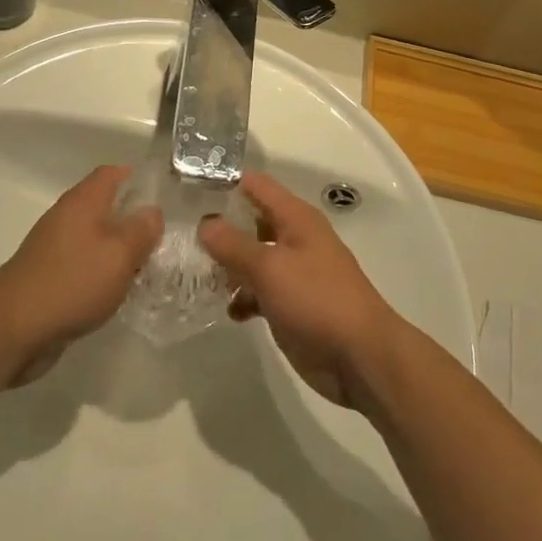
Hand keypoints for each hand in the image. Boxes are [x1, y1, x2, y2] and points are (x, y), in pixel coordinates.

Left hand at [0, 165, 162, 385]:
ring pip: (93, 237)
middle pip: (103, 205)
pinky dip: (99, 272)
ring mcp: (53, 247)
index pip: (111, 173)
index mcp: (83, 201)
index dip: (136, 178)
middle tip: (159, 238)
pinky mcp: (47, 276)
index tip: (160, 195)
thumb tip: (153, 212)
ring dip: (116, 249)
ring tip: (144, 268)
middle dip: (131, 219)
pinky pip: (81, 263)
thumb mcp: (119, 254)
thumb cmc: (72, 282)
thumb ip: (141, 230)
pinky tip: (114, 293)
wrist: (12, 329)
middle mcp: (66, 216)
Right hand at [198, 171, 403, 407]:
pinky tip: (227, 310)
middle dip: (220, 227)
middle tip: (180, 234)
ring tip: (193, 274)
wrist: (361, 358)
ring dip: (228, 266)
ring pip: (253, 258)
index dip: (225, 182)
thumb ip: (234, 244)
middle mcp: (294, 238)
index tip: (189, 188)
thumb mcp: (270, 268)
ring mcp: (294, 272)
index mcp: (295, 218)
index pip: (255, 185)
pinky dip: (243, 297)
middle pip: (251, 221)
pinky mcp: (292, 305)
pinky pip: (260, 291)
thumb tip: (205, 222)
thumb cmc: (317, 300)